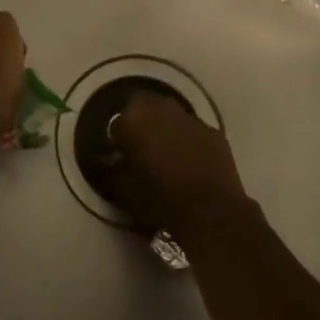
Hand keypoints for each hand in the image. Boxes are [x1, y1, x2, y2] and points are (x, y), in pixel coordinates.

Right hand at [102, 93, 248, 238]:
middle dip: (139, 124)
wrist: (211, 211)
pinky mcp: (212, 131)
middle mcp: (161, 108)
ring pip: (170, 116)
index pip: (115, 125)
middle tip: (140, 148)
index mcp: (134, 119)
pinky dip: (187, 140)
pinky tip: (189, 162)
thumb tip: (106, 161)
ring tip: (164, 154)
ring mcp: (190, 118)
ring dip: (164, 128)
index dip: (115, 142)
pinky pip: (192, 131)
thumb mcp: (125, 190)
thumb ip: (110, 171)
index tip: (117, 158)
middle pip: (143, 108)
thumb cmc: (160, 199)